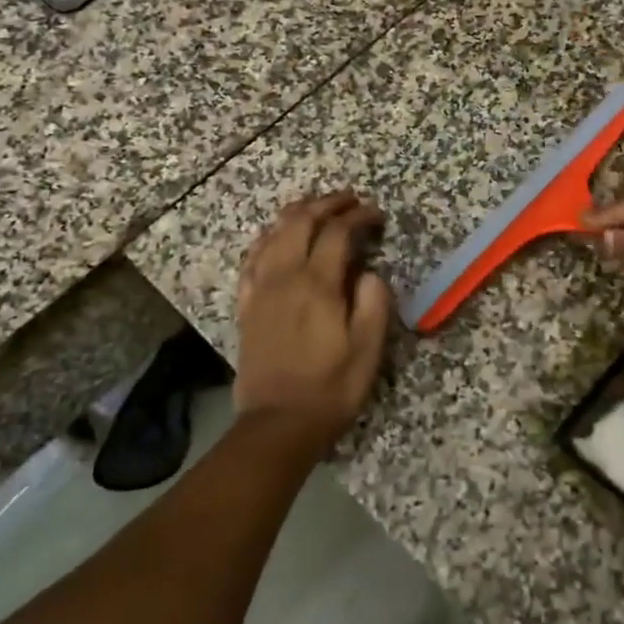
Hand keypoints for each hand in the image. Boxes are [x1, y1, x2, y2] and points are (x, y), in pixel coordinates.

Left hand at [234, 192, 394, 461]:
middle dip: (326, 204)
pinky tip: (274, 236)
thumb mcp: (368, 348)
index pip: (337, 233)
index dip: (358, 217)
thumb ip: (373, 301)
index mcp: (318, 285)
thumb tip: (368, 272)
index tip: (377, 215)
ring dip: (296, 213)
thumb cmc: (331, 386)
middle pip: (300, 222)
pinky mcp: (246, 305)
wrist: (279, 423)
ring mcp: (260, 289)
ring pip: (273, 233)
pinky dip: (267, 237)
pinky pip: (252, 257)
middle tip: (349, 200)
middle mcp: (284, 277)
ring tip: (315, 207)